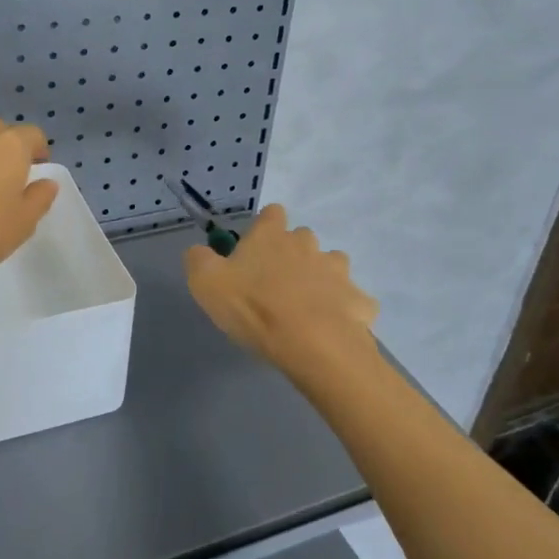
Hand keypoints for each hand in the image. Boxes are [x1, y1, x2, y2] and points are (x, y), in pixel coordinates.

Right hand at [184, 204, 378, 378]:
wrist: (313, 345)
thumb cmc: (254, 308)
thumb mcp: (206, 283)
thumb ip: (198, 259)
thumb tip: (200, 250)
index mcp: (272, 235)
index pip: (272, 213)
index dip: (264, 227)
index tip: (255, 249)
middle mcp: (308, 244)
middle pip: (303, 238)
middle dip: (293, 254)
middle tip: (276, 285)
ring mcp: (338, 272)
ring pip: (332, 265)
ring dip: (321, 279)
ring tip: (307, 307)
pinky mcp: (359, 301)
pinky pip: (354, 300)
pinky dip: (345, 310)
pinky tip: (334, 328)